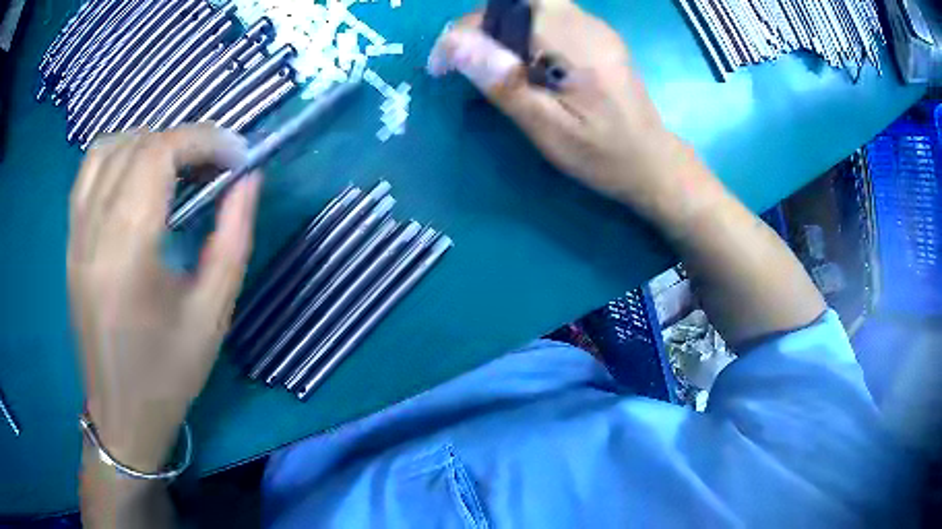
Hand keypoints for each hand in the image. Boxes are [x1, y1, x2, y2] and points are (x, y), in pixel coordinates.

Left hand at [68, 124, 260, 471]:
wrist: (121, 414)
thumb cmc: (169, 374)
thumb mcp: (212, 315)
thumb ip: (234, 239)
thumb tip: (249, 180)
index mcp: (126, 254)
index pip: (158, 154)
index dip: (202, 140)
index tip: (237, 154)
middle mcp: (92, 232)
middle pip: (136, 145)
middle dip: (184, 140)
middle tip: (216, 164)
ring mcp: (75, 234)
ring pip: (108, 148)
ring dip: (150, 142)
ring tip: (178, 165)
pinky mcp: (70, 241)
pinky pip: (88, 172)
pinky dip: (119, 154)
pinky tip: (138, 174)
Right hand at [428, 0, 719, 223]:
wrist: (651, 161)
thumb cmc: (603, 155)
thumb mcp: (550, 131)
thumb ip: (506, 84)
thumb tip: (456, 43)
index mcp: (577, 46)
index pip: (507, 11)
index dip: (464, 30)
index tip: (443, 66)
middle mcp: (587, 24)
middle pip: (519, 0)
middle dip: (482, 25)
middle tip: (468, 63)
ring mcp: (594, 26)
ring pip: (530, 5)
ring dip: (499, 28)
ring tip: (491, 66)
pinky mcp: (595, 33)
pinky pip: (547, 15)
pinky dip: (521, 32)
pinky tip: (523, 63)